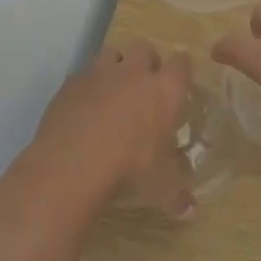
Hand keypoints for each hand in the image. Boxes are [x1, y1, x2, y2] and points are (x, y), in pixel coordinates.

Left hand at [32, 41, 195, 216]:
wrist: (71, 166)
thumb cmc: (128, 171)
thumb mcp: (161, 189)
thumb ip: (178, 196)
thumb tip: (191, 211)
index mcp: (164, 91)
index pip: (182, 64)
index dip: (181, 72)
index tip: (179, 86)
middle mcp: (133, 73)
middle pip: (145, 49)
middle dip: (147, 62)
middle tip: (145, 87)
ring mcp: (98, 74)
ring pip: (111, 53)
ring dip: (115, 67)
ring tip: (113, 92)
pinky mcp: (69, 84)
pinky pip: (82, 75)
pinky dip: (86, 86)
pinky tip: (83, 109)